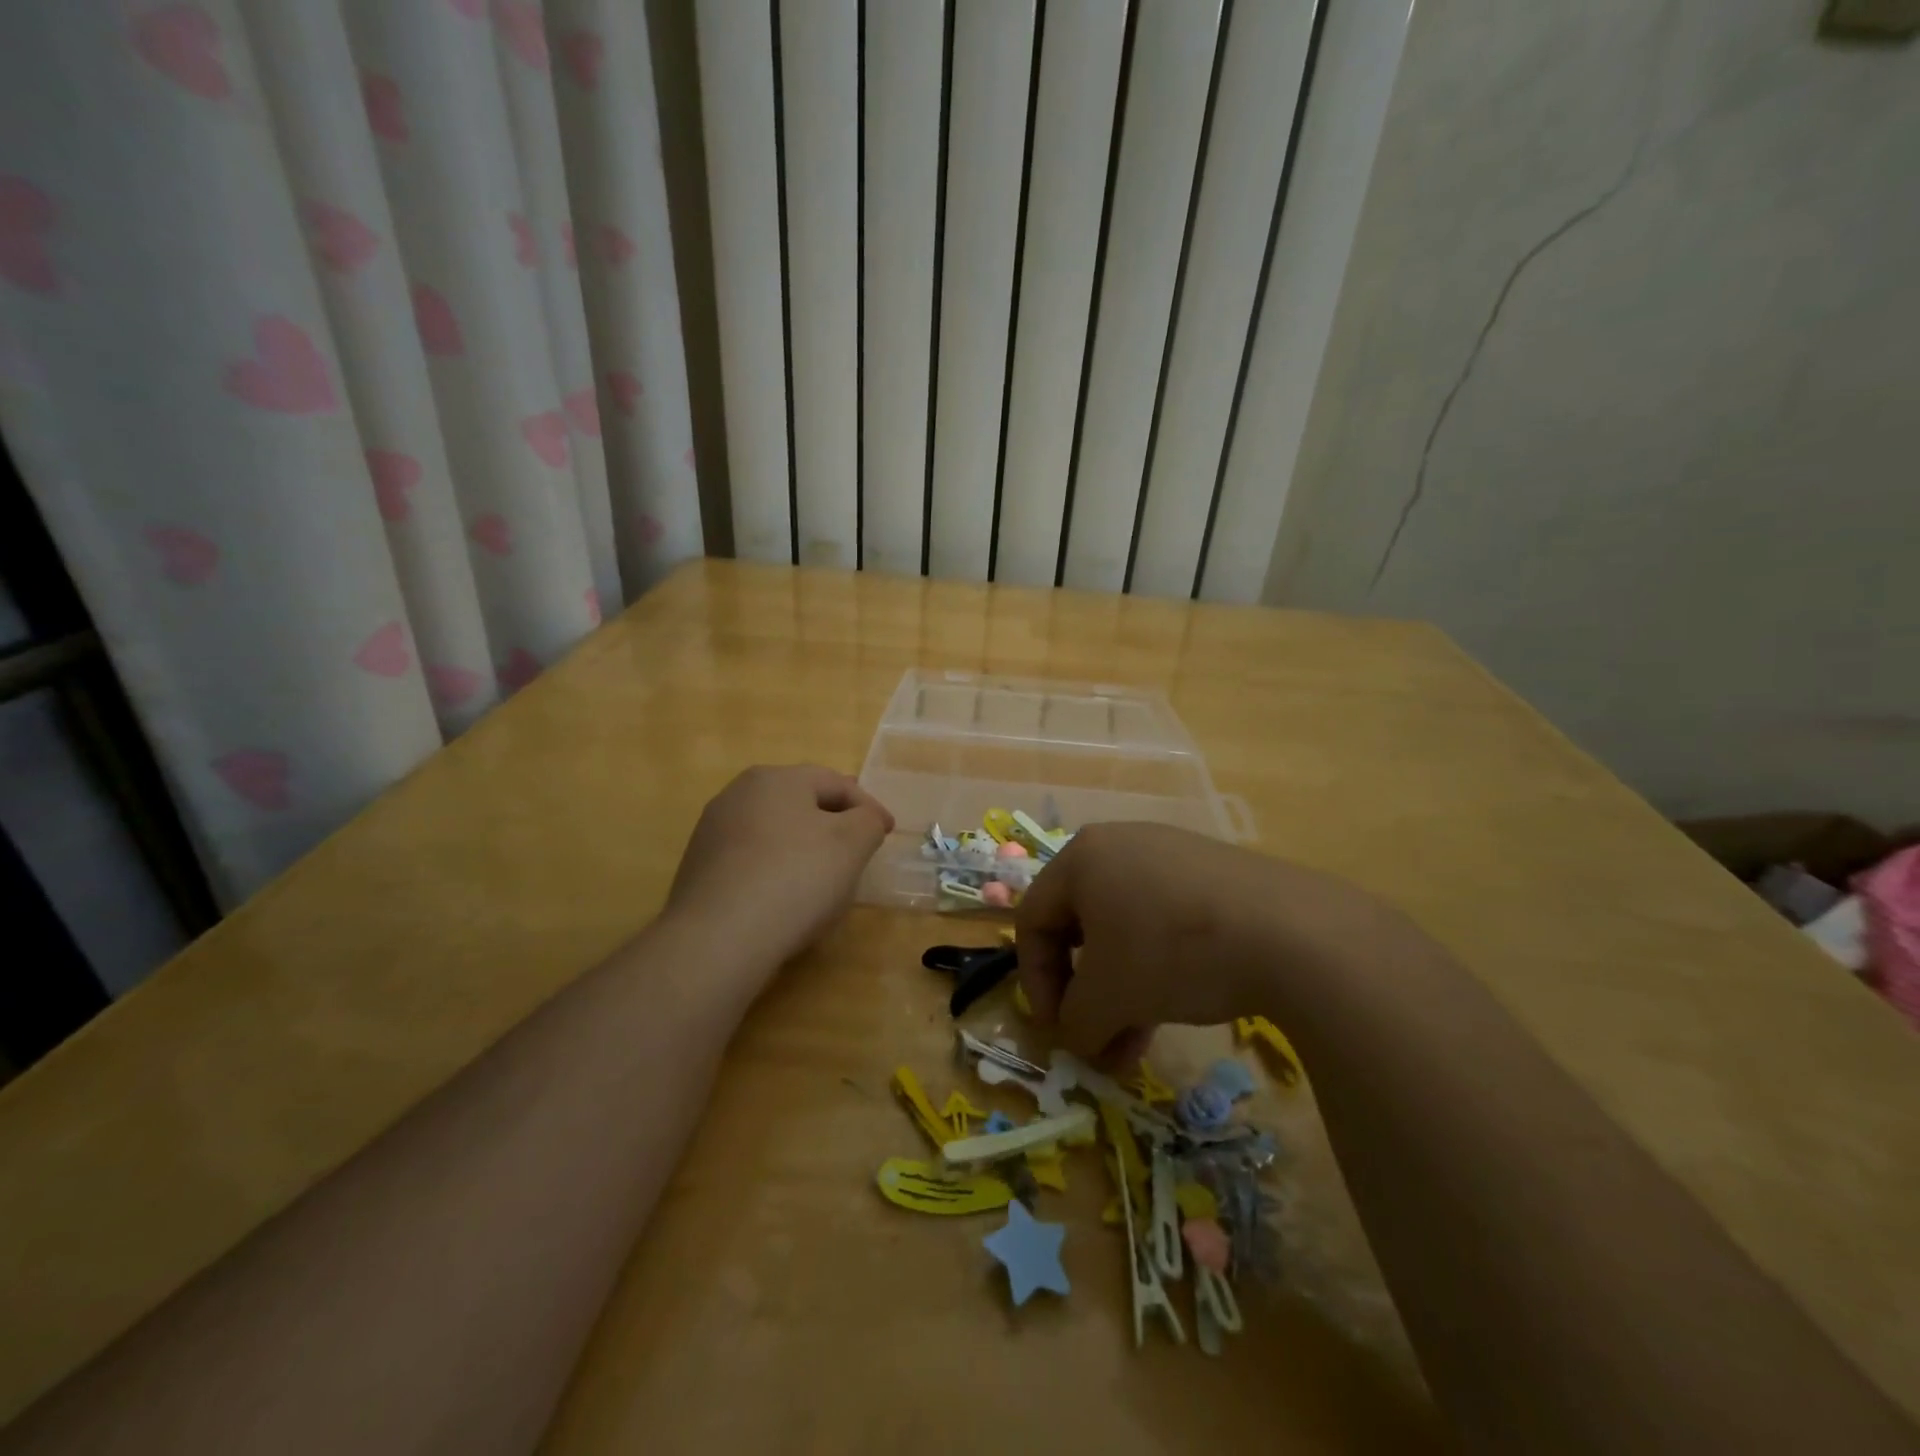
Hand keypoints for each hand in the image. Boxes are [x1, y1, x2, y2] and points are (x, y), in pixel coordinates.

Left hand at [667, 764, 894, 971]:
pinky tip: (786, 898)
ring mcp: (712, 832)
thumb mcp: (852, 843)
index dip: (868, 806)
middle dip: (833, 820)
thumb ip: (867, 821)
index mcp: (776, 778)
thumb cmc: (795, 878)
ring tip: (824, 873)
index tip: (888, 832)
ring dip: (803, 845)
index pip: (835, 782)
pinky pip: (751, 861)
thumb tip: (863, 820)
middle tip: (858, 843)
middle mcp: (738, 794)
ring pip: (774, 831)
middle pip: (800, 802)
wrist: (718, 939)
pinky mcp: (699, 870)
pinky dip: (776, 869)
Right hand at [1014, 823, 1380, 1063]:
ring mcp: (1171, 855)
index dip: (1035, 982)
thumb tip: (1077, 1038)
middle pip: (1080, 927)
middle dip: (1085, 996)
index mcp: (1082, 858)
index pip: (1033, 920)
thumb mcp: (1109, 997)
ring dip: (1121, 994)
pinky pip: (1165, 922)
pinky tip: (1176, 1011)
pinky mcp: (1212, 875)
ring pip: (1125, 931)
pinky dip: (1158, 970)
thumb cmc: (1173, 952)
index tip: (1056, 1031)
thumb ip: (1075, 1022)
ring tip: (1136, 1050)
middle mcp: (1120, 846)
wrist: (1292, 933)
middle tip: (1096, 1043)